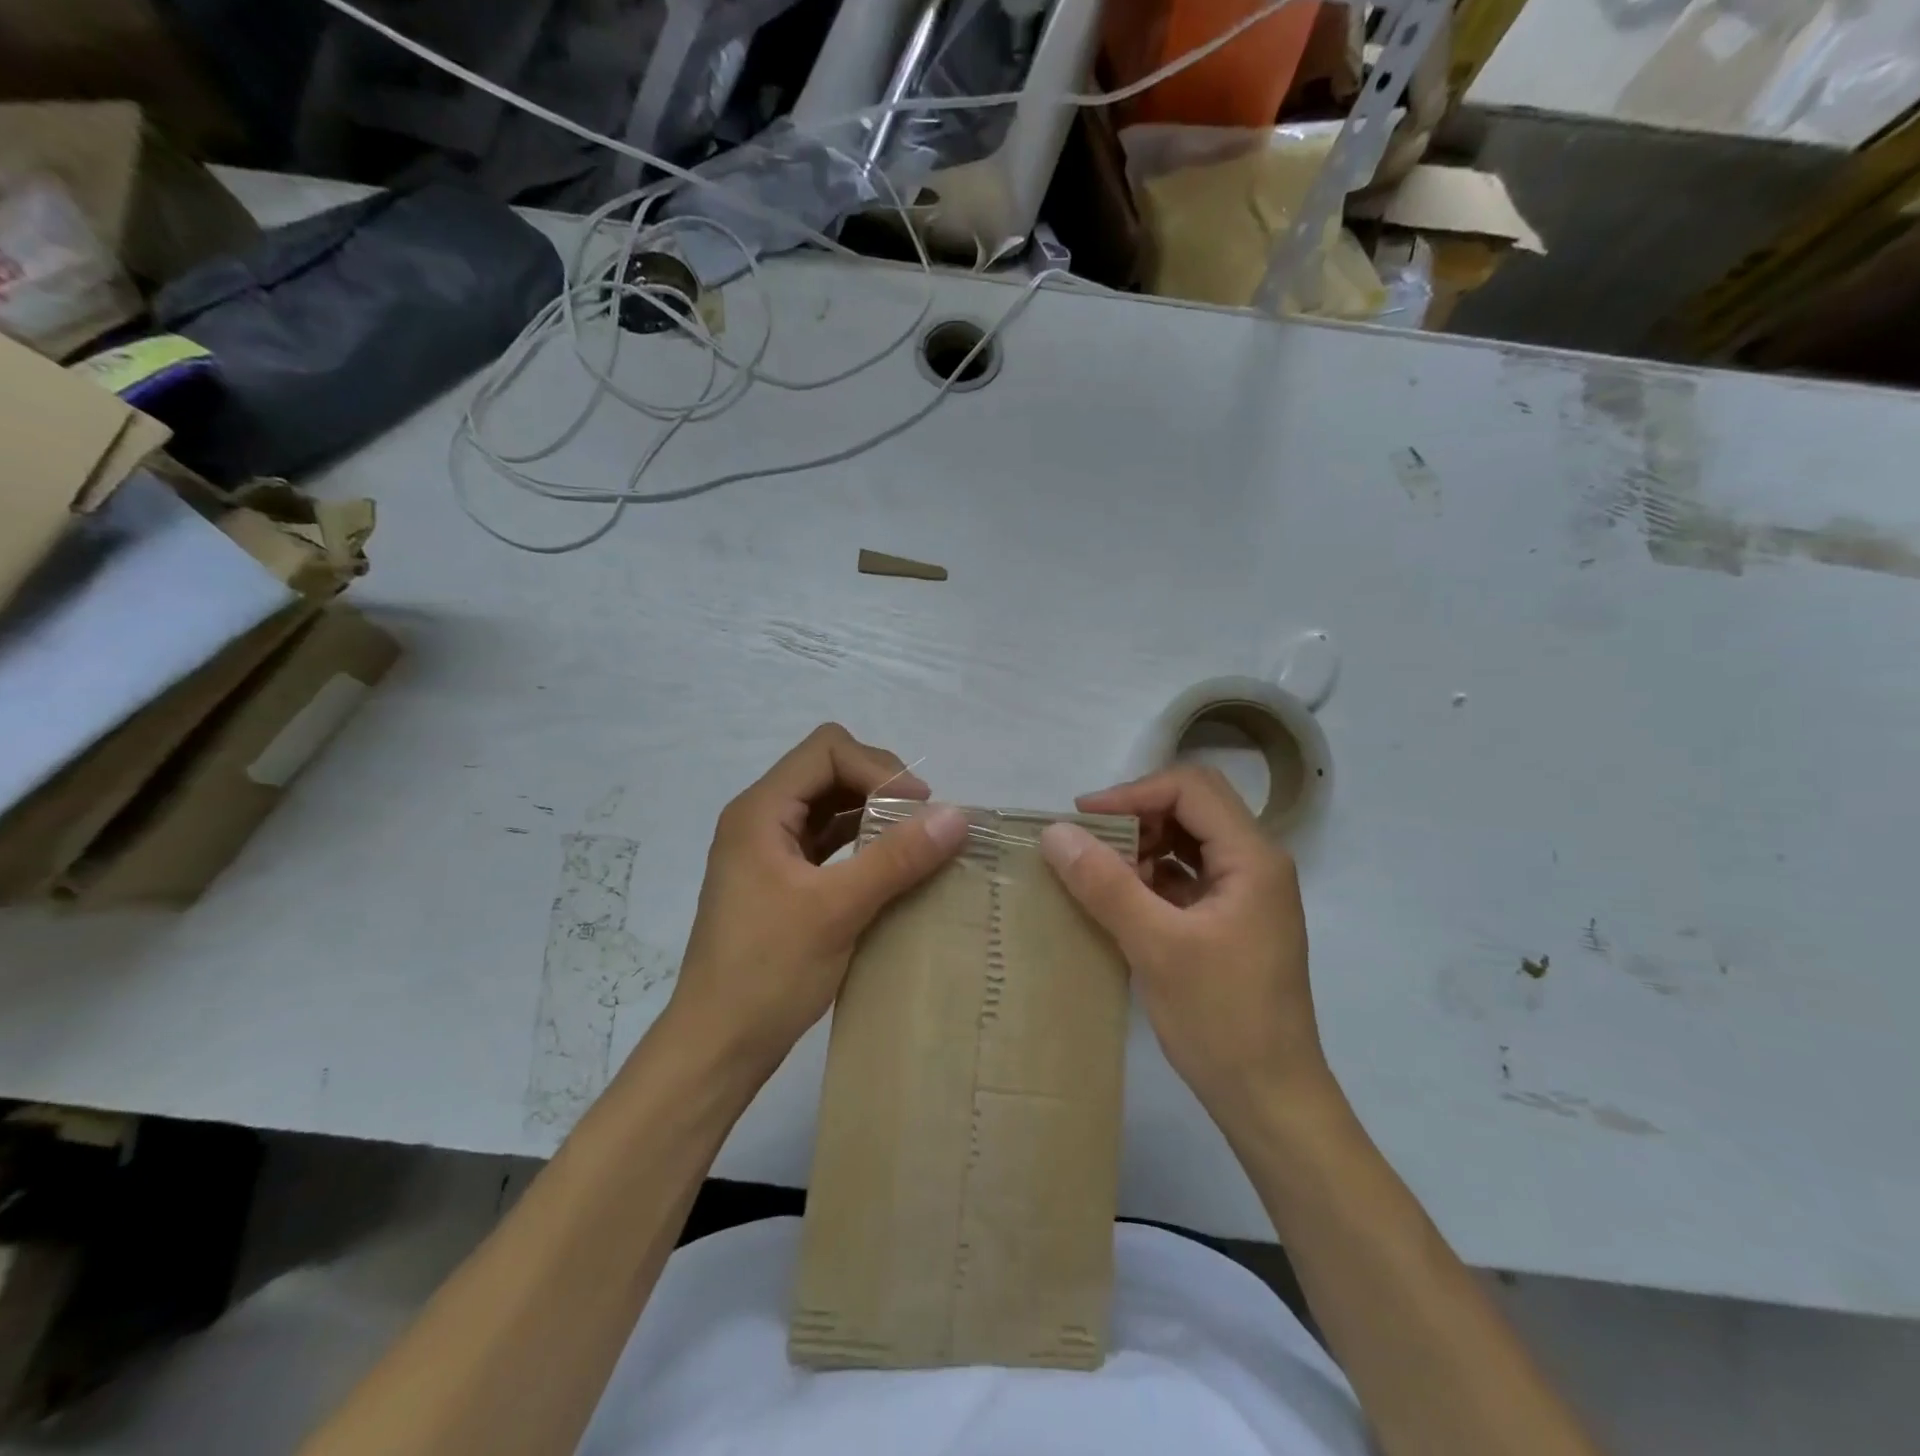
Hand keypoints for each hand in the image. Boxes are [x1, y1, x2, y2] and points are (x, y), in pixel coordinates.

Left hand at [667, 724, 968, 1081]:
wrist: (717, 1047)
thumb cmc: (768, 973)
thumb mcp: (838, 910)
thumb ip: (897, 858)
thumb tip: (957, 816)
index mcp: (761, 811)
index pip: (827, 750)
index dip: (878, 768)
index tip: (917, 808)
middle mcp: (761, 818)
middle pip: (828, 769)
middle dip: (878, 785)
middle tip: (920, 822)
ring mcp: (768, 849)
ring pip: (829, 804)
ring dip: (872, 813)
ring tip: (913, 841)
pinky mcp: (780, 879)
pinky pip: (826, 840)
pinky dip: (860, 842)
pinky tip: (890, 865)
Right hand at [1038, 766, 1330, 1118]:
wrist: (1271, 1100)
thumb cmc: (1221, 1020)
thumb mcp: (1155, 947)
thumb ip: (1105, 884)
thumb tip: (1055, 833)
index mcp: (1252, 858)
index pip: (1191, 789)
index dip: (1133, 793)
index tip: (1083, 819)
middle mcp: (1256, 864)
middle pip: (1192, 808)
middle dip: (1136, 816)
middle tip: (1087, 842)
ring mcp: (1246, 893)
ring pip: (1188, 840)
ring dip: (1143, 845)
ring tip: (1099, 871)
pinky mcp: (1231, 919)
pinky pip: (1188, 875)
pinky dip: (1152, 875)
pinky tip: (1119, 897)